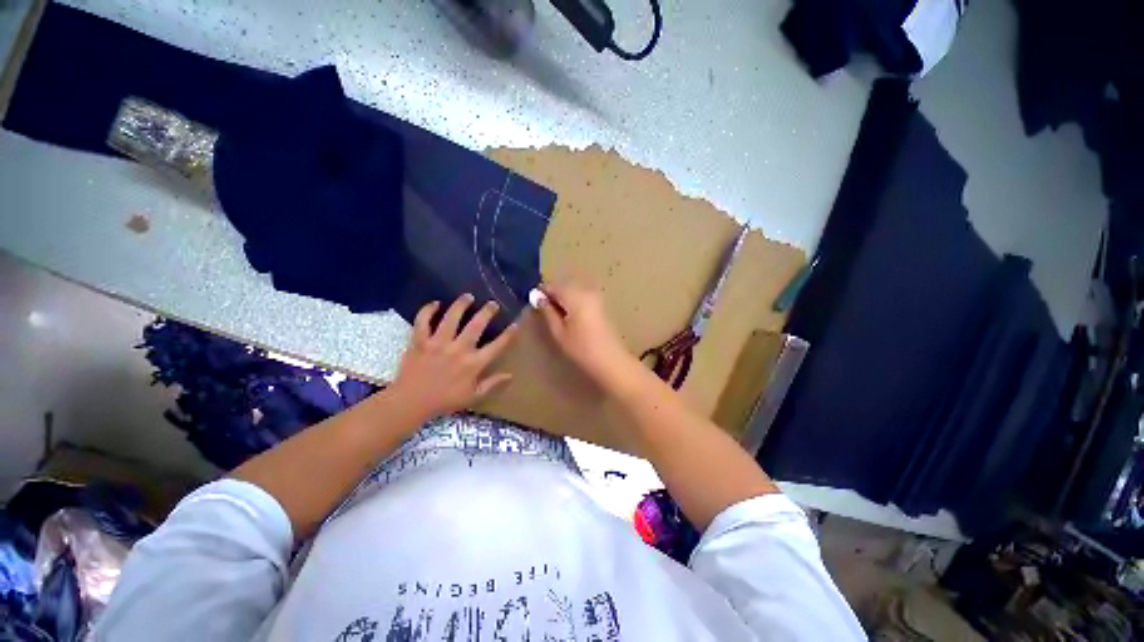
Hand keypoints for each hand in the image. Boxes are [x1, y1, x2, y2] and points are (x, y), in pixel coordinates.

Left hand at [393, 294, 517, 419]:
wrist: (410, 403)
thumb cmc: (444, 400)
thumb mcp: (473, 397)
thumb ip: (492, 384)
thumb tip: (510, 375)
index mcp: (473, 364)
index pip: (497, 346)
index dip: (509, 334)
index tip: (515, 324)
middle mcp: (458, 349)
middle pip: (476, 325)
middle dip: (487, 312)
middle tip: (492, 303)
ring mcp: (438, 343)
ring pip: (451, 318)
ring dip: (461, 305)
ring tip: (468, 296)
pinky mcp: (420, 341)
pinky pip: (423, 321)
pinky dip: (428, 310)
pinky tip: (435, 303)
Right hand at [535, 281, 633, 388]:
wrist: (610, 360)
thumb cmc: (581, 348)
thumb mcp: (559, 331)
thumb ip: (547, 312)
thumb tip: (537, 298)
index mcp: (574, 296)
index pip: (552, 286)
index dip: (540, 292)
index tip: (532, 301)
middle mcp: (585, 291)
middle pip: (563, 287)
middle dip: (552, 295)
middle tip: (542, 310)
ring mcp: (595, 297)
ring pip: (572, 292)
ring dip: (562, 300)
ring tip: (554, 316)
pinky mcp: (600, 304)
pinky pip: (581, 297)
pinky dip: (572, 303)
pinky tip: (568, 317)